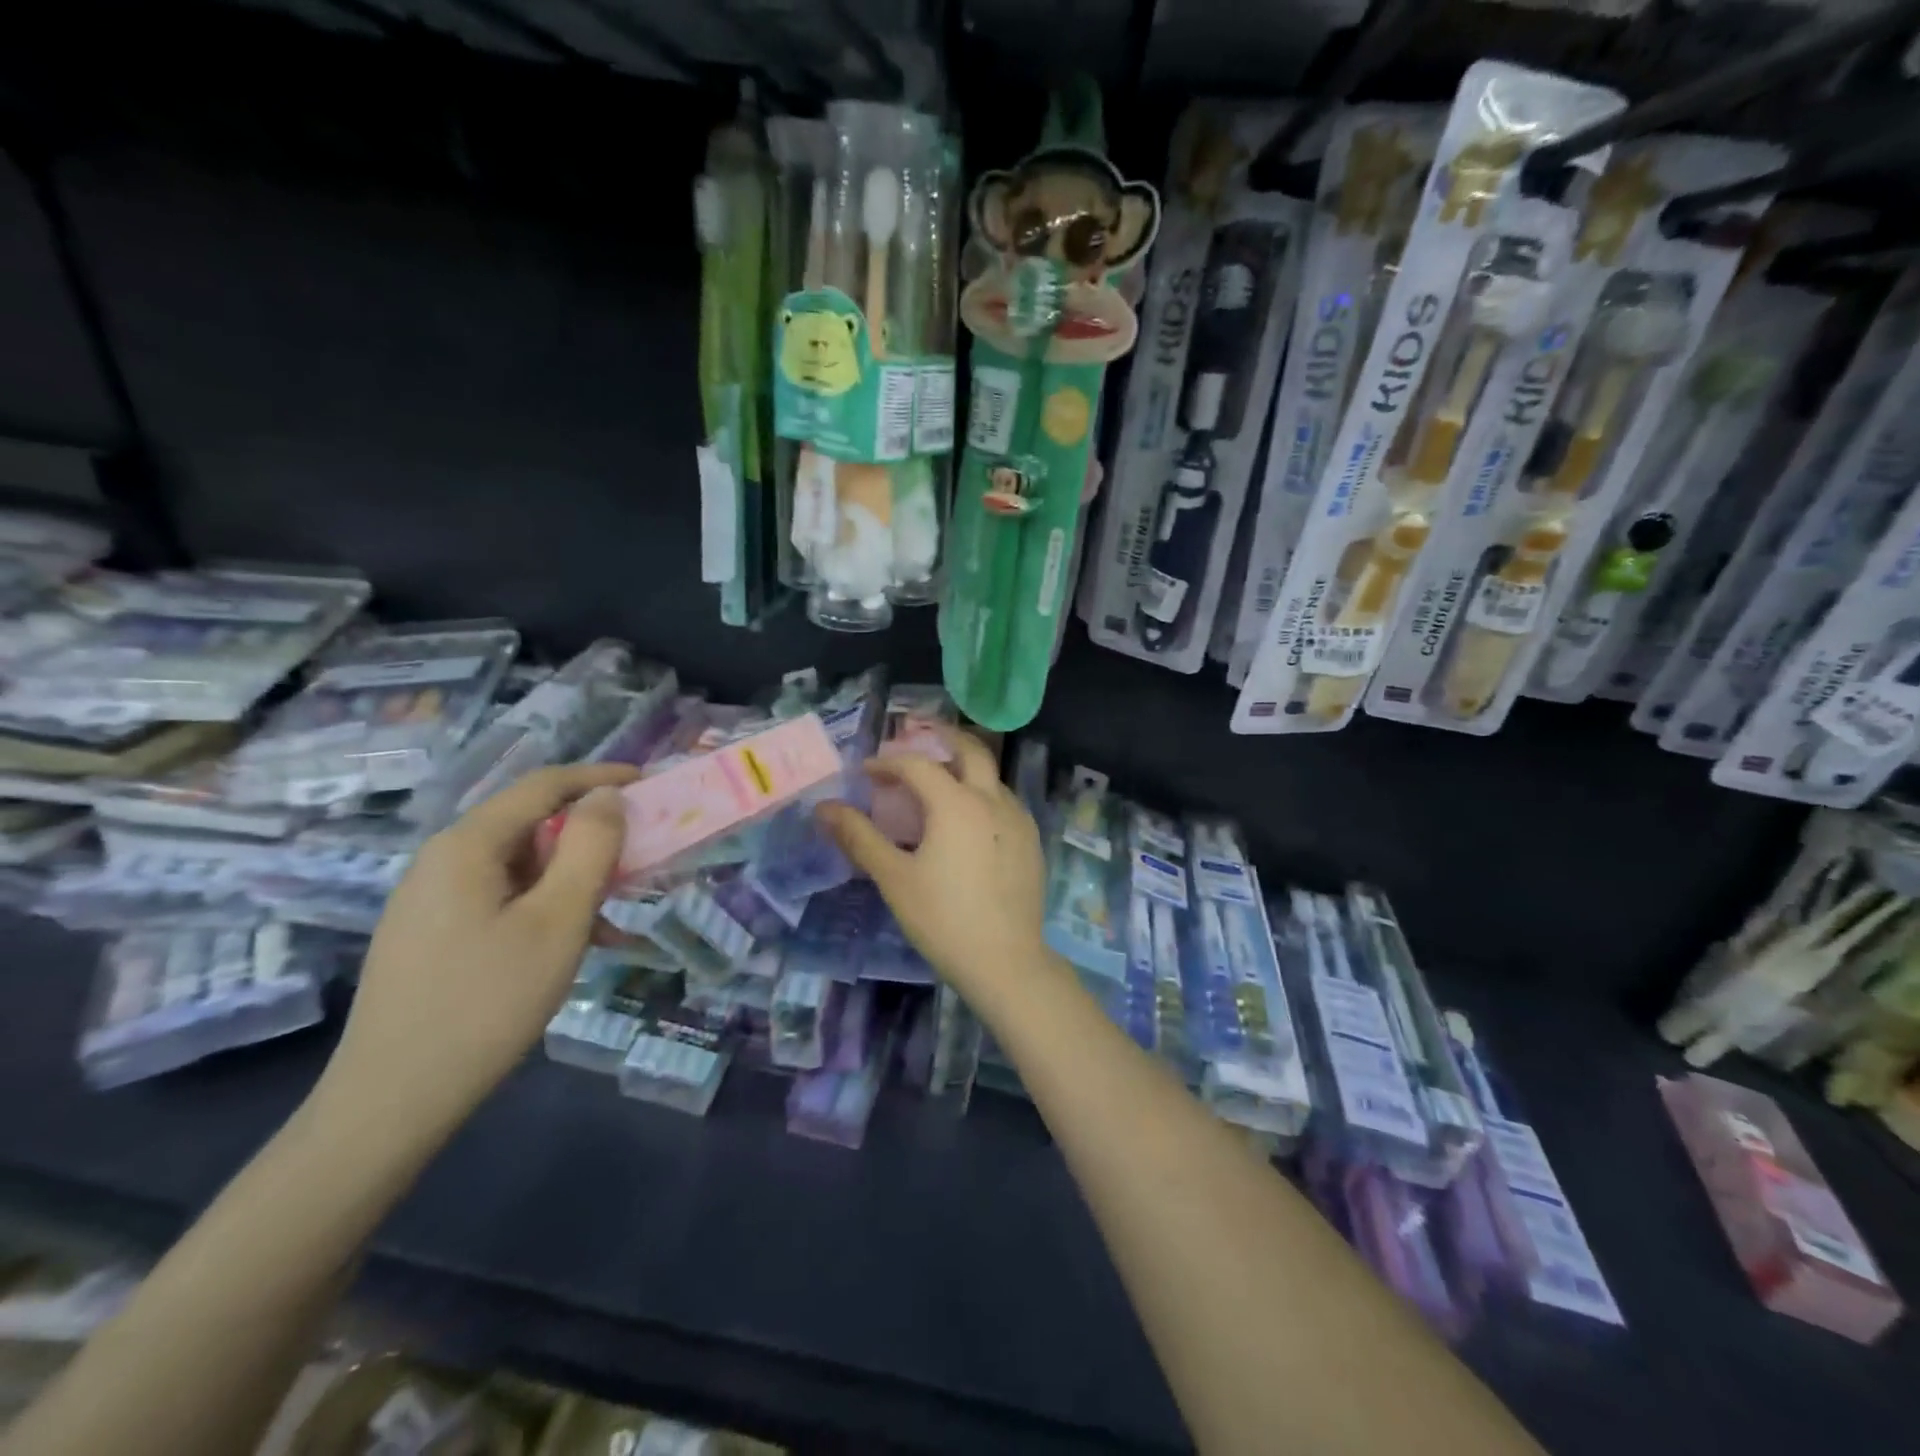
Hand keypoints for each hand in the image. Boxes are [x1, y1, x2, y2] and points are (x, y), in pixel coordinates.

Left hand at [313, 763, 638, 1138]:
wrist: (393, 1100)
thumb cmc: (488, 1001)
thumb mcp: (558, 920)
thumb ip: (589, 848)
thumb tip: (607, 796)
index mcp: (467, 845)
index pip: (543, 785)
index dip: (600, 777)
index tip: (648, 783)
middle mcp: (444, 860)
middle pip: (530, 824)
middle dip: (591, 834)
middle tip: (639, 857)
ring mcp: (432, 900)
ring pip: (521, 866)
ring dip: (574, 878)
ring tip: (617, 914)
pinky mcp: (433, 935)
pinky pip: (503, 899)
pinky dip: (547, 908)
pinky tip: (578, 945)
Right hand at [818, 728, 1052, 1008]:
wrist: (1007, 961)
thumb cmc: (943, 919)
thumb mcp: (894, 878)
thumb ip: (859, 837)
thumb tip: (824, 808)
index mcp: (956, 803)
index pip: (917, 765)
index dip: (888, 762)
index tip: (867, 772)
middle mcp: (992, 799)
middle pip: (970, 750)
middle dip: (942, 737)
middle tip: (917, 738)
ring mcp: (1019, 819)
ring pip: (991, 776)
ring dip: (963, 767)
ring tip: (938, 783)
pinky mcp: (1032, 841)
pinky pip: (1004, 802)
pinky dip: (982, 794)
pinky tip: (968, 820)